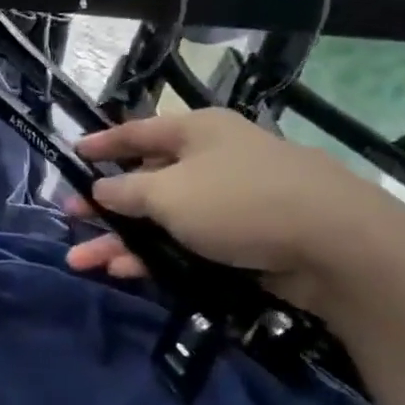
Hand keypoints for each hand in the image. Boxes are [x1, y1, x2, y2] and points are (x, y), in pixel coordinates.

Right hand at [65, 109, 404, 317]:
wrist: (335, 244)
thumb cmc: (239, 201)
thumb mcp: (168, 193)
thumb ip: (126, 191)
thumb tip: (100, 188)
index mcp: (197, 133)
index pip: (138, 131)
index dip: (103, 142)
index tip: (73, 152)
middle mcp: (211, 161)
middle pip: (146, 180)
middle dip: (104, 204)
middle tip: (69, 218)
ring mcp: (228, 202)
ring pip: (161, 220)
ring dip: (120, 240)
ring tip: (80, 261)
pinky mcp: (242, 240)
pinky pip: (184, 244)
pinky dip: (153, 257)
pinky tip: (123, 272)